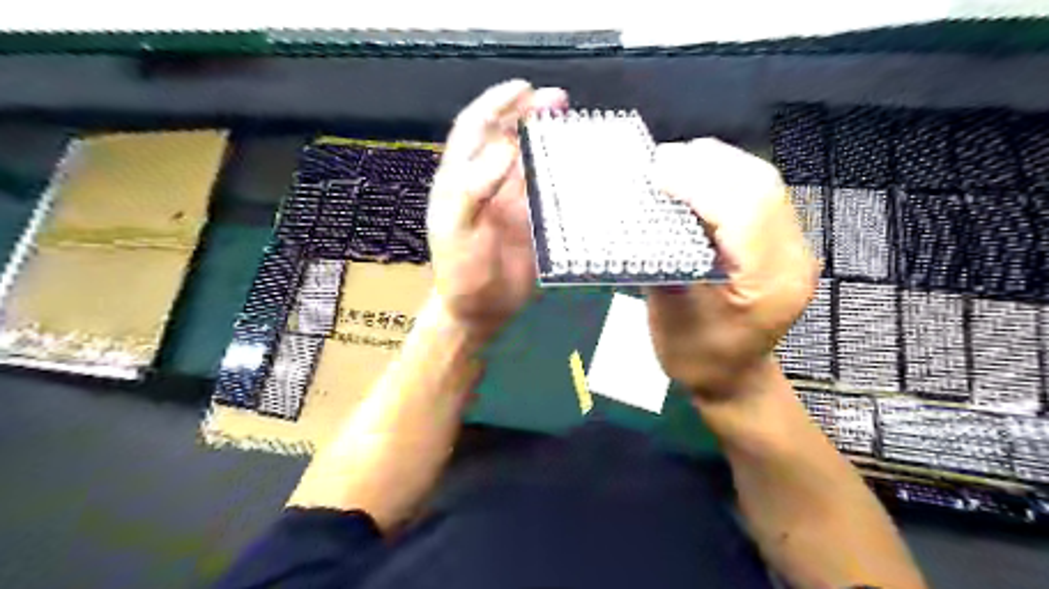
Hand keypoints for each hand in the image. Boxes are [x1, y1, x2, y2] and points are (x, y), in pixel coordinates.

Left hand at [429, 81, 570, 342]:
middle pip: (507, 136)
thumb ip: (474, 188)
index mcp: (460, 179)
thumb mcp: (458, 229)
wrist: (480, 309)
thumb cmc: (461, 270)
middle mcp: (487, 182)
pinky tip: (579, 163)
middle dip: (529, 113)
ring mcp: (512, 201)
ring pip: (531, 159)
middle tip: (559, 101)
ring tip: (572, 123)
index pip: (475, 128)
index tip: (524, 88)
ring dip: (549, 139)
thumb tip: (505, 146)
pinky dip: (562, 172)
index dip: (496, 103)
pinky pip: (549, 189)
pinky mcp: (533, 220)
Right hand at [650, 138, 817, 400]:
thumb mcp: (671, 318)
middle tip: (662, 159)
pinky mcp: (781, 243)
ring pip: (762, 184)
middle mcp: (791, 258)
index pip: (744, 211)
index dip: (699, 182)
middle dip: (708, 163)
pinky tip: (696, 179)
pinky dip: (724, 179)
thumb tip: (647, 212)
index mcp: (767, 283)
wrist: (733, 379)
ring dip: (716, 165)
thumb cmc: (698, 358)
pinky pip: (757, 195)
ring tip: (675, 163)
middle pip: (760, 186)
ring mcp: (793, 248)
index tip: (656, 172)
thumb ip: (664, 261)